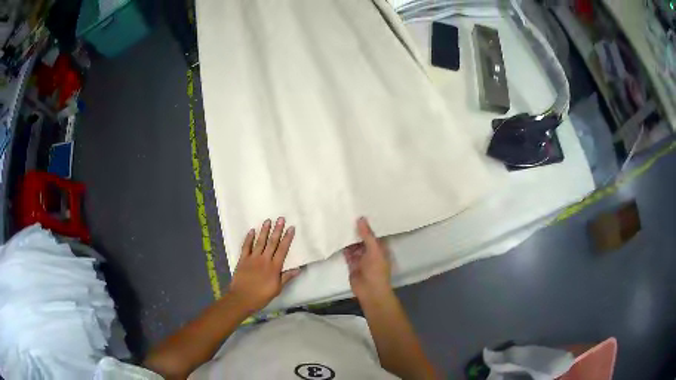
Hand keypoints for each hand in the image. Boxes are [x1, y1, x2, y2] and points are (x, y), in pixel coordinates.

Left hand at [229, 217, 300, 312]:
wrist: (242, 298)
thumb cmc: (261, 296)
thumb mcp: (277, 289)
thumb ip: (286, 277)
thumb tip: (298, 269)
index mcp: (274, 267)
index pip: (282, 249)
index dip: (287, 238)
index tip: (291, 228)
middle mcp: (264, 260)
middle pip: (272, 242)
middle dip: (277, 230)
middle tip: (281, 218)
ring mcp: (252, 258)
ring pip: (260, 242)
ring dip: (264, 230)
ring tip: (268, 220)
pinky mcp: (243, 260)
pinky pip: (246, 246)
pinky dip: (249, 238)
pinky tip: (252, 231)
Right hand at [344, 217, 391, 300]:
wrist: (370, 291)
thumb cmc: (376, 270)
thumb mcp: (374, 250)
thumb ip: (367, 235)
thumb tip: (361, 218)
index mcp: (380, 247)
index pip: (374, 233)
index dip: (368, 224)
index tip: (360, 211)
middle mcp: (371, 251)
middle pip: (363, 238)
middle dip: (356, 230)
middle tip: (346, 214)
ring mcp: (361, 258)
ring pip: (354, 245)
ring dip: (349, 238)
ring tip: (340, 223)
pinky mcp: (352, 264)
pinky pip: (347, 253)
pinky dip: (343, 247)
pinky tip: (336, 237)